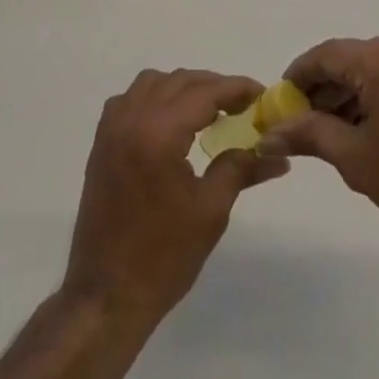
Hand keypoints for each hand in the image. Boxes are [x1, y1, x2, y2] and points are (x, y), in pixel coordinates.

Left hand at [63, 69, 288, 325]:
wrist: (106, 296)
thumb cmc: (163, 257)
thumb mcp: (210, 211)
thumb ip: (241, 168)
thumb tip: (277, 153)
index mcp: (159, 133)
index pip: (204, 92)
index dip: (236, 88)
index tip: (261, 93)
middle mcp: (132, 119)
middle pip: (179, 81)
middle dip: (213, 86)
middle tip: (242, 105)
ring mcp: (112, 128)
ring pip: (152, 83)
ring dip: (183, 87)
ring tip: (209, 110)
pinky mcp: (102, 142)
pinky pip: (130, 99)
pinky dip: (154, 97)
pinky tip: (171, 121)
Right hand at [258, 31, 378, 253]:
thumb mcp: (355, 158)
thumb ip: (309, 134)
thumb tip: (268, 132)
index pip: (326, 55)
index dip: (298, 77)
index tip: (279, 102)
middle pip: (352, 60)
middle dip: (325, 90)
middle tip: (302, 124)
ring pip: (376, 68)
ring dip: (352, 94)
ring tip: (334, 133)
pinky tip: (369, 128)